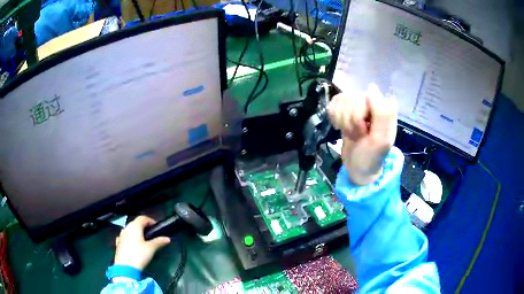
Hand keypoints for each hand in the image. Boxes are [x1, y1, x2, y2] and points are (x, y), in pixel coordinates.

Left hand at [114, 215, 170, 270]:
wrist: (126, 267)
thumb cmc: (139, 255)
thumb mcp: (151, 248)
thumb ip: (159, 242)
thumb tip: (167, 239)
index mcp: (135, 226)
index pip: (143, 218)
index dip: (151, 221)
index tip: (156, 227)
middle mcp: (126, 228)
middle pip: (135, 223)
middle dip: (143, 226)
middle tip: (151, 234)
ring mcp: (121, 235)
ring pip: (129, 229)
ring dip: (136, 232)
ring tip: (143, 240)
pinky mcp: (118, 243)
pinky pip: (125, 237)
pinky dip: (130, 238)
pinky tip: (133, 245)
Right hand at [327, 84, 396, 185]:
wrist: (358, 168)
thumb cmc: (371, 157)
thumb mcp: (381, 140)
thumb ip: (382, 114)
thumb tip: (372, 87)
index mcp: (383, 108)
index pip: (364, 98)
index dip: (358, 116)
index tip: (363, 131)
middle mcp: (370, 103)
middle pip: (350, 99)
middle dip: (350, 122)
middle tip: (358, 135)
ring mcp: (356, 104)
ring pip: (340, 101)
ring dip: (343, 122)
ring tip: (352, 133)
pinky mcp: (344, 109)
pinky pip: (333, 104)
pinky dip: (334, 118)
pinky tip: (341, 127)